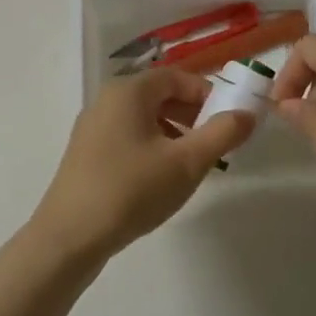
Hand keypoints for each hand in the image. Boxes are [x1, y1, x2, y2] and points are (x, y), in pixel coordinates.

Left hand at [30, 69, 254, 262]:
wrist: (68, 238)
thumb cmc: (131, 190)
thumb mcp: (186, 163)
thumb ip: (222, 134)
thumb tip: (247, 114)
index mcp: (128, 91)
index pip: (177, 76)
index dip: (207, 93)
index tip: (229, 119)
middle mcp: (107, 100)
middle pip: (160, 95)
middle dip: (193, 114)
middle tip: (215, 143)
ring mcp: (93, 127)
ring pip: (144, 118)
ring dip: (174, 133)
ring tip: (192, 164)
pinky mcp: (87, 154)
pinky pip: (128, 137)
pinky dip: (152, 147)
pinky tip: (161, 179)